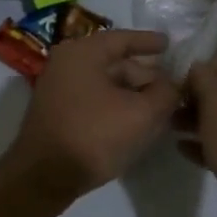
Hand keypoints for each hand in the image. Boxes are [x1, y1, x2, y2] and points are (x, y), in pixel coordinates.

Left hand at [8, 30, 179, 202]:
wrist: (44, 177)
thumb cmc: (93, 135)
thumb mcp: (141, 114)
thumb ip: (165, 93)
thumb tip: (173, 84)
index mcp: (83, 52)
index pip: (123, 38)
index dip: (149, 41)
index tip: (170, 43)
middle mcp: (67, 63)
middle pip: (115, 62)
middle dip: (145, 75)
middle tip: (172, 88)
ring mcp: (58, 88)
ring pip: (105, 83)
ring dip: (132, 94)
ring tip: (159, 108)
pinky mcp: (57, 112)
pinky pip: (94, 99)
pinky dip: (116, 105)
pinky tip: (135, 122)